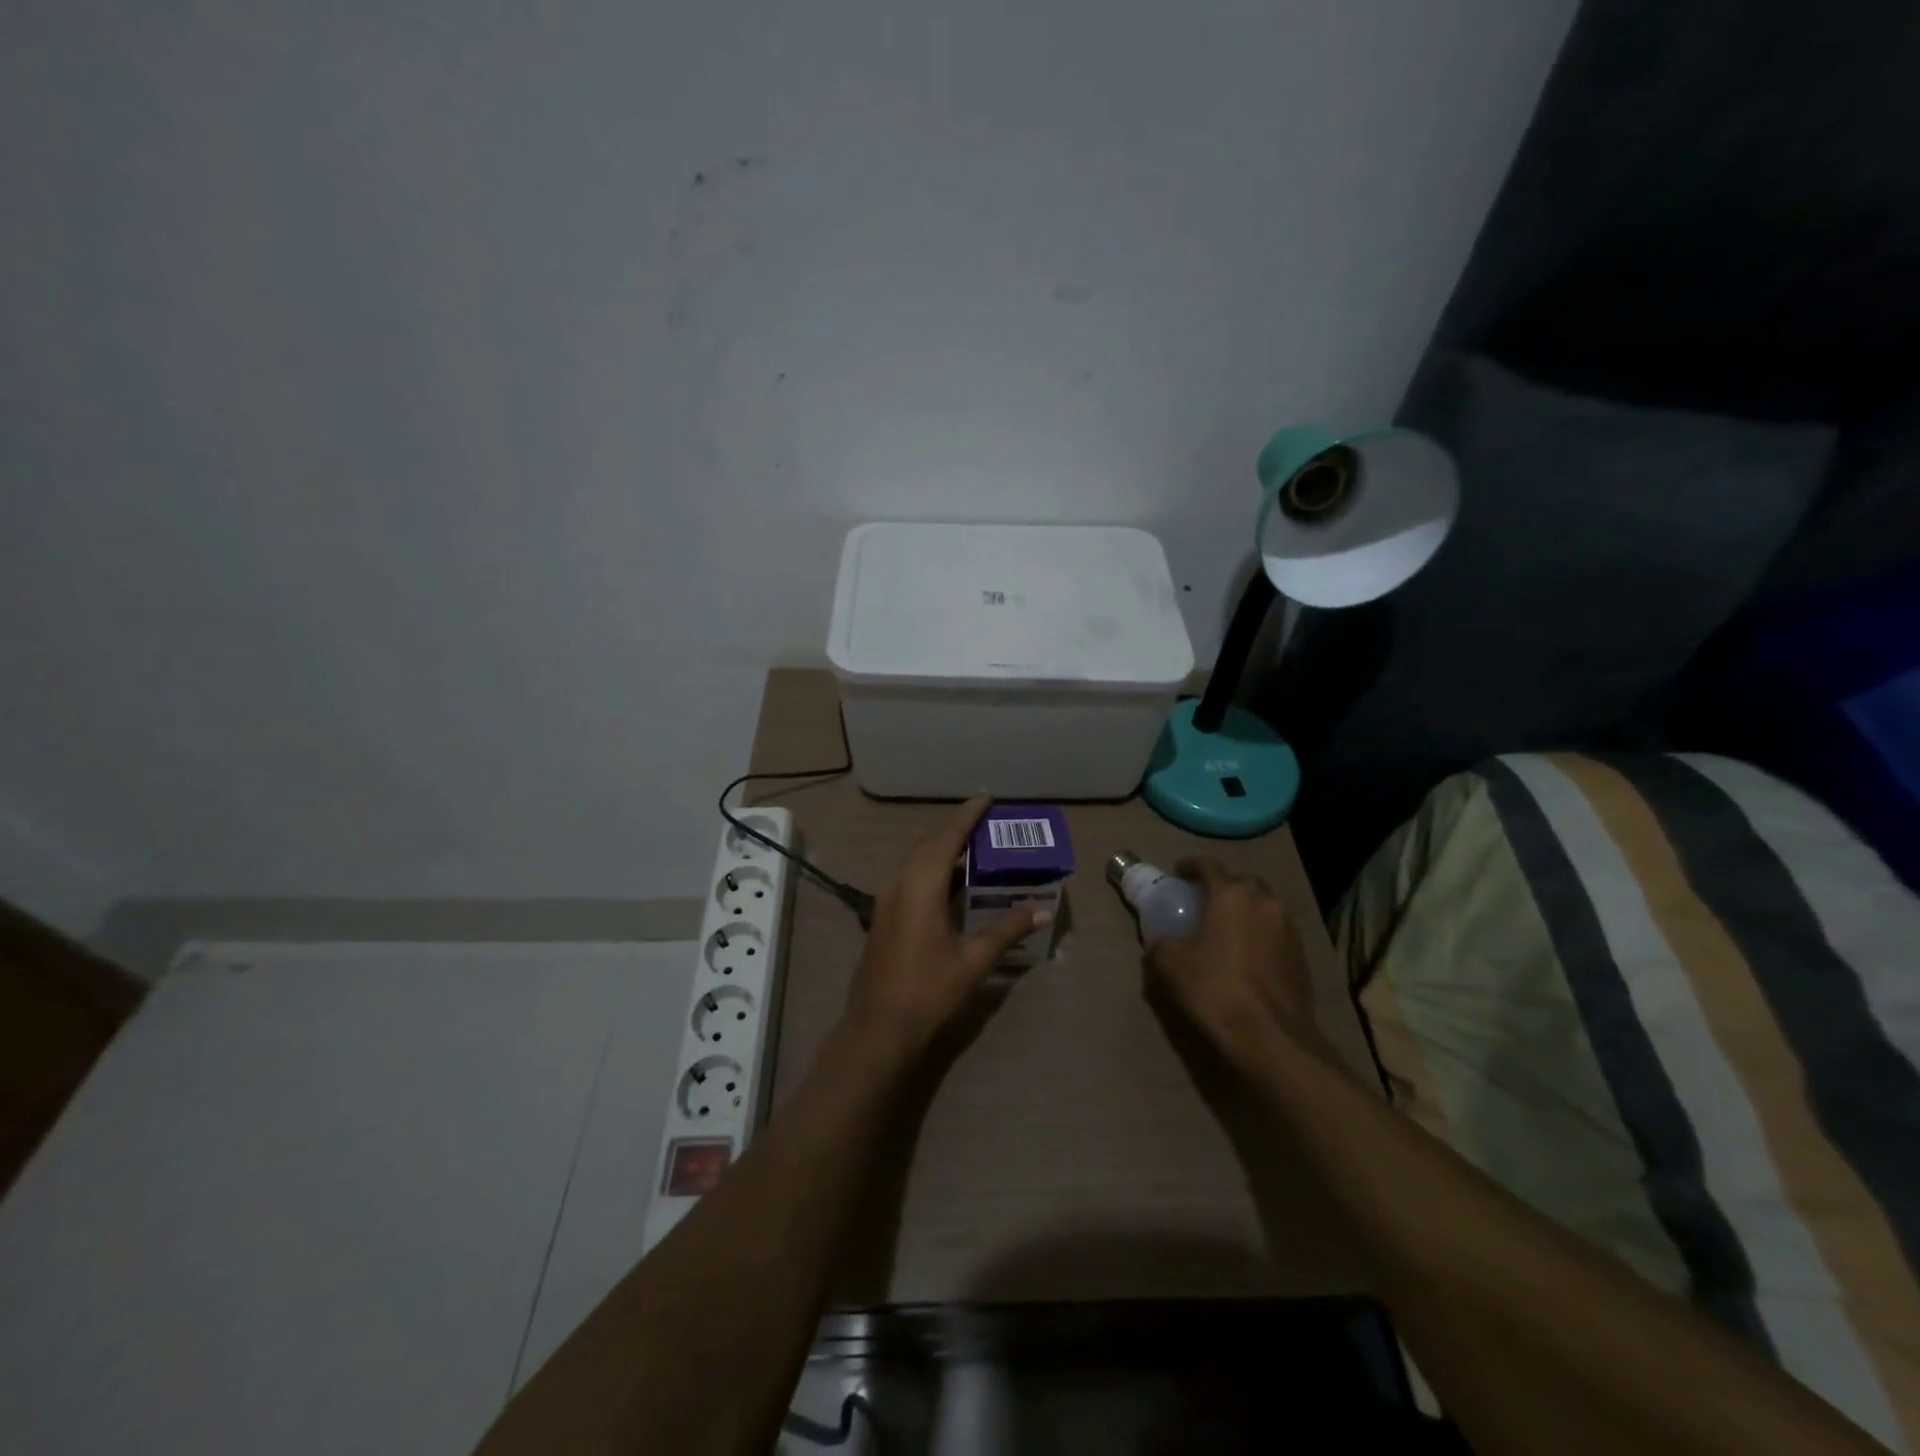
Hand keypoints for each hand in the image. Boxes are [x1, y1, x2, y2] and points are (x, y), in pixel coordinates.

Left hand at [840, 797, 1049, 1066]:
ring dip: (943, 849)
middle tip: (985, 821)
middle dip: (955, 828)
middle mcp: (900, 884)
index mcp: (921, 886)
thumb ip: (1007, 930)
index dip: (967, 815)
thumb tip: (1042, 911)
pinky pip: (911, 878)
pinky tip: (951, 883)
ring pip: (917, 860)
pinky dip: (933, 869)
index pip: (947, 837)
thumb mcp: (974, 960)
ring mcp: (887, 900)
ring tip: (974, 846)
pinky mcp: (883, 917)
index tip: (987, 798)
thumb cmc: (928, 991)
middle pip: (929, 843)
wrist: (878, 1029)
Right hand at [1144, 856, 1320, 1065]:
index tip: (1178, 874)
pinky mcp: (1302, 956)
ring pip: (1264, 907)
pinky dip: (1261, 935)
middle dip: (1224, 888)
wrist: (1271, 1038)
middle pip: (1243, 882)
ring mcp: (1289, 929)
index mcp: (1231, 896)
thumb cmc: (1215, 990)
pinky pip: (1277, 933)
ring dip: (1246, 912)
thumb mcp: (1170, 966)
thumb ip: (1160, 946)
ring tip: (1228, 932)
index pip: (1209, 864)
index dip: (1191, 865)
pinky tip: (1248, 958)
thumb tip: (1158, 943)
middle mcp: (1264, 903)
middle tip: (1205, 904)